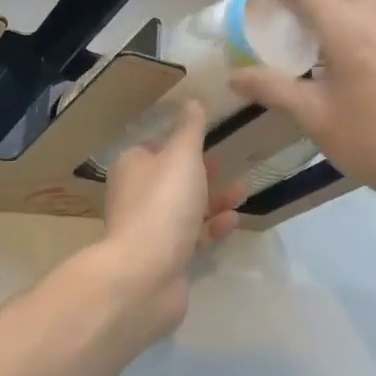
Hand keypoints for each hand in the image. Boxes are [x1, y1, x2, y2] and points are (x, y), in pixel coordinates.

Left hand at [96, 101, 244, 341]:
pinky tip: (234, 221)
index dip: (182, 141)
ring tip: (243, 190)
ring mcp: (149, 228)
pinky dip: (212, 226)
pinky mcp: (164, 256)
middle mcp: (136, 194)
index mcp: (133, 166)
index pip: (156, 146)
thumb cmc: (163, 204)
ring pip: (185, 207)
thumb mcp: (181, 156)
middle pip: (172, 177)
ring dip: (213, 198)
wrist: (145, 274)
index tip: (209, 138)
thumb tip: (192, 100)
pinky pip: (191, 235)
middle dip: (202, 171)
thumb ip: (190, 129)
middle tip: (229, 164)